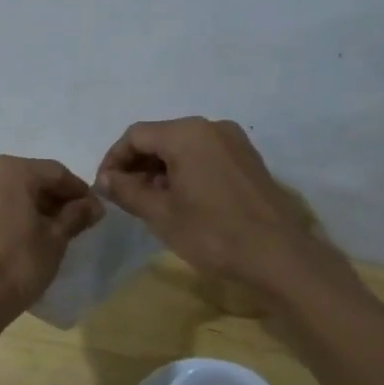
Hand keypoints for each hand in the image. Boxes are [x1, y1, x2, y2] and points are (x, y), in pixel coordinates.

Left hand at [0, 156, 101, 324]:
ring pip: (4, 192)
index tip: (94, 209)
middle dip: (51, 197)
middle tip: (71, 220)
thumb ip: (76, 215)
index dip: (78, 191)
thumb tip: (94, 205)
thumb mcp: (55, 240)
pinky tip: (14, 238)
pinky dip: (3, 215)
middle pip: (28, 178)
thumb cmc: (17, 266)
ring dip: (26, 205)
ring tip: (44, 230)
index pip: (55, 173)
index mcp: (10, 170)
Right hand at [96, 118, 319, 289]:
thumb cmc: (212, 233)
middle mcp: (211, 127)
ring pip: (183, 147)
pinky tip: (181, 201)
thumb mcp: (160, 214)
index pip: (135, 135)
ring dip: (161, 170)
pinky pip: (205, 156)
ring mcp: (234, 142)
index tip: (104, 188)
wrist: (279, 256)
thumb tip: (104, 178)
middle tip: (124, 198)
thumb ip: (127, 190)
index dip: (114, 159)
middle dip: (137, 165)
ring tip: (150, 203)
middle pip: (160, 137)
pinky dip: (186, 171)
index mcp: (186, 133)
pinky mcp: (248, 160)